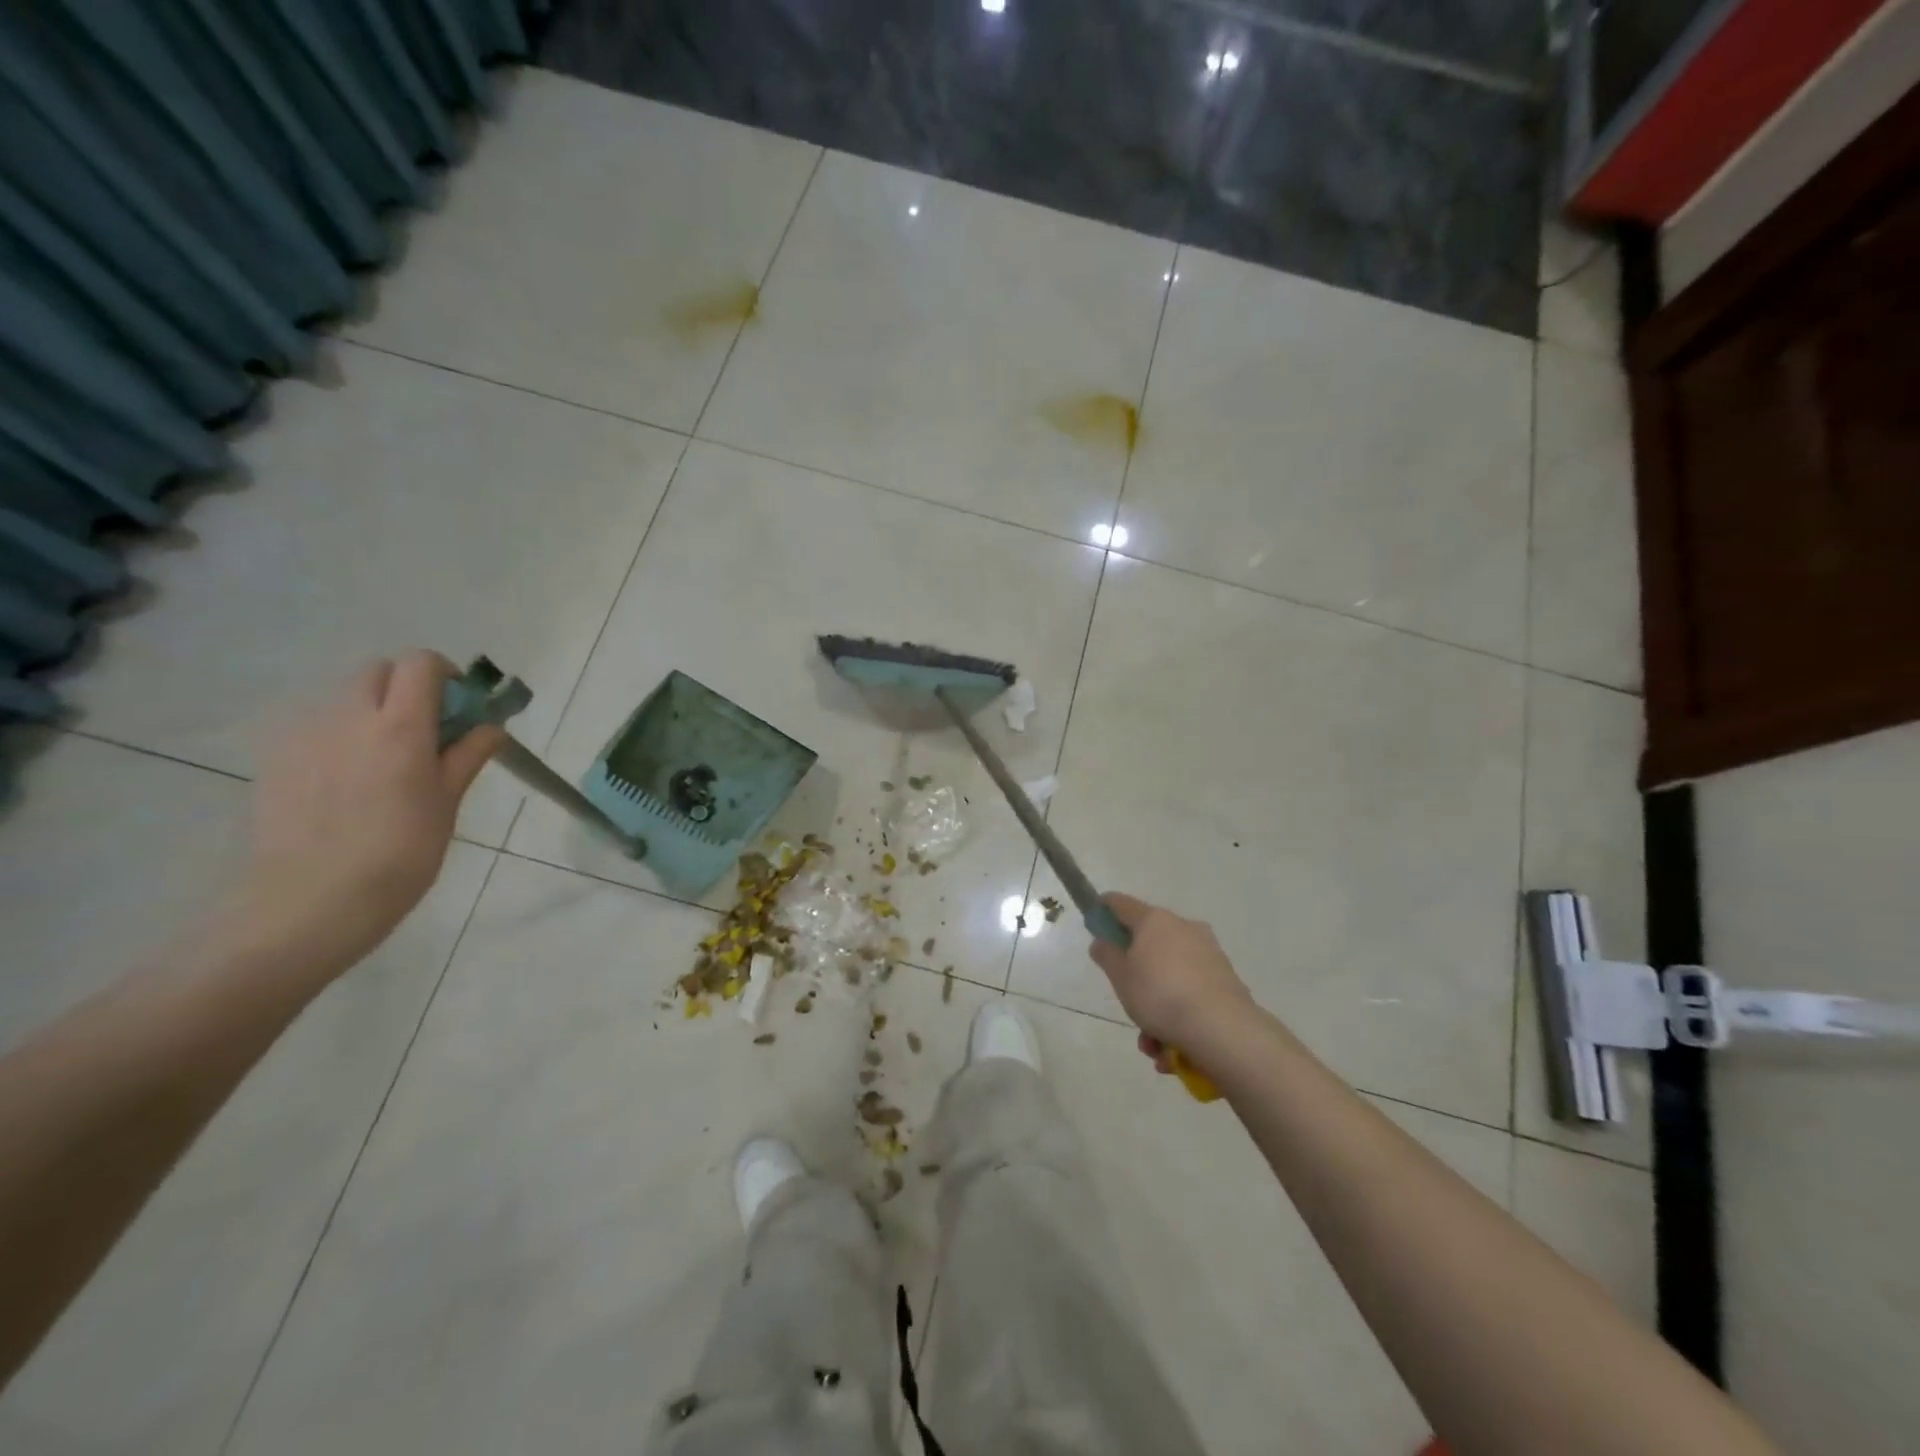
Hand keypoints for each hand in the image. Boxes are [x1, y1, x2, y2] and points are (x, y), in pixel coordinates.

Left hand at [234, 652, 502, 973]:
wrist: (311, 901)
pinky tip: (346, 785)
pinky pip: (315, 729)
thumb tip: (490, 728)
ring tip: (384, 763)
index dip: (444, 676)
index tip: (457, 708)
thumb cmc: (400, 853)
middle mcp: (349, 717)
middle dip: (406, 688)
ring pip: (344, 700)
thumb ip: (466, 756)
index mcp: (400, 726)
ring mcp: (305, 736)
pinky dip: (339, 738)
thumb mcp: (447, 804)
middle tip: (425, 733)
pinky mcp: (276, 759)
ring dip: (371, 713)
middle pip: (378, 672)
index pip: (420, 664)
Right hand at [1089, 894, 1254, 1059]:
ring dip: (1156, 1004)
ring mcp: (1208, 952)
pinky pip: (1191, 991)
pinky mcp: (1225, 978)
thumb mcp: (1120, 977)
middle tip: (1126, 998)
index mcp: (1154, 920)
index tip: (1094, 924)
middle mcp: (1183, 927)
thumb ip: (1106, 955)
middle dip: (1135, 974)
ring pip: (1170, 974)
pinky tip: (1172, 1048)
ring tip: (1151, 1043)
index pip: (1120, 903)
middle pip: (1149, 942)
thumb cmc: (1160, 995)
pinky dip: (1179, 1013)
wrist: (1223, 1029)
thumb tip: (1103, 941)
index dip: (1103, 911)